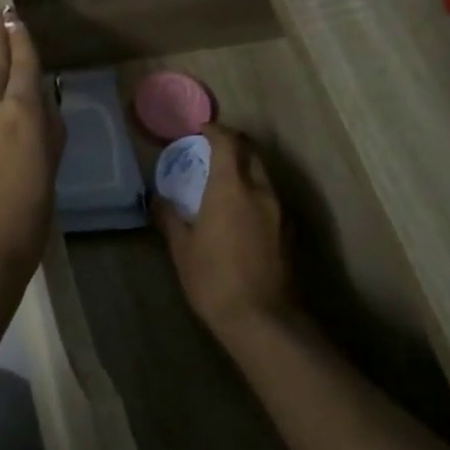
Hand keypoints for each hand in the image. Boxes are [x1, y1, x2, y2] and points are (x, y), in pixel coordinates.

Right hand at [153, 123, 295, 345]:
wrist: (263, 320)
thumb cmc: (214, 280)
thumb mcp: (182, 249)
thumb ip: (170, 217)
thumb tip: (158, 199)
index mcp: (232, 188)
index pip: (228, 142)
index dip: (215, 130)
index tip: (201, 129)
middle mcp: (262, 191)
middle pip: (252, 153)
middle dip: (234, 145)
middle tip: (212, 151)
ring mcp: (281, 211)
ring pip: (264, 176)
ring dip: (246, 170)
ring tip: (225, 183)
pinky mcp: (291, 231)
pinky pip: (271, 198)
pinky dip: (256, 193)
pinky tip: (241, 213)